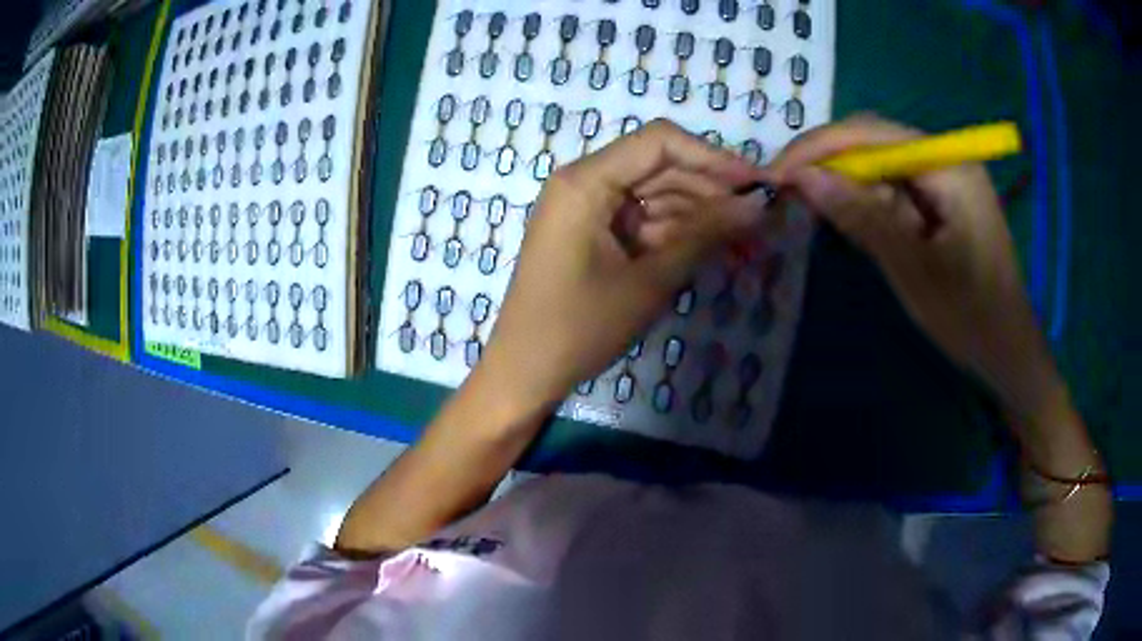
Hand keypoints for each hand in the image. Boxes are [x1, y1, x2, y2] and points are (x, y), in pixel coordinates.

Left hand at [470, 119, 769, 417]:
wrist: (526, 372)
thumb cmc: (580, 327)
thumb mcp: (650, 280)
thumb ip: (705, 234)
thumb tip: (758, 204)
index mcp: (586, 181)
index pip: (659, 142)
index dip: (713, 158)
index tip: (756, 184)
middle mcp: (585, 182)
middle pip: (660, 166)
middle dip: (711, 191)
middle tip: (759, 220)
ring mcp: (587, 207)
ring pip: (656, 194)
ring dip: (700, 214)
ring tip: (746, 240)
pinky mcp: (593, 232)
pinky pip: (642, 219)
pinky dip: (676, 232)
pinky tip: (712, 249)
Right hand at [768, 116, 1110, 562]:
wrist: (1008, 354)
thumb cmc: (971, 318)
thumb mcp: (914, 271)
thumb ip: (863, 219)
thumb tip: (803, 179)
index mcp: (949, 166)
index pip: (873, 134)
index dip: (820, 148)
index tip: (777, 174)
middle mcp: (947, 159)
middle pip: (875, 141)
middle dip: (828, 161)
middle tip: (785, 187)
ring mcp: (946, 179)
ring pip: (882, 164)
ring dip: (846, 181)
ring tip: (808, 202)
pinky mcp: (942, 201)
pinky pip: (896, 188)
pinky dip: (868, 200)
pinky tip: (849, 217)